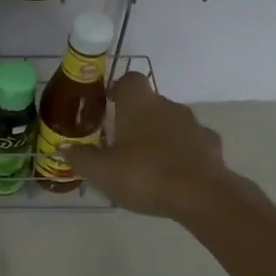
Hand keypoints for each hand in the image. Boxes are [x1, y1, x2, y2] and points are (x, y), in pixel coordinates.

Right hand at [61, 73, 235, 220]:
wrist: (201, 196)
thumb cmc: (144, 175)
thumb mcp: (102, 171)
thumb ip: (81, 157)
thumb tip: (63, 147)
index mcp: (139, 104)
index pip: (129, 79)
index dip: (118, 90)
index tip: (109, 107)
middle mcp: (168, 106)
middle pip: (150, 103)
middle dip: (136, 119)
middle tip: (121, 144)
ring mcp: (194, 125)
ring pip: (171, 123)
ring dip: (160, 136)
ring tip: (147, 164)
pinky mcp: (212, 146)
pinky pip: (191, 144)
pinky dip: (182, 153)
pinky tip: (174, 175)